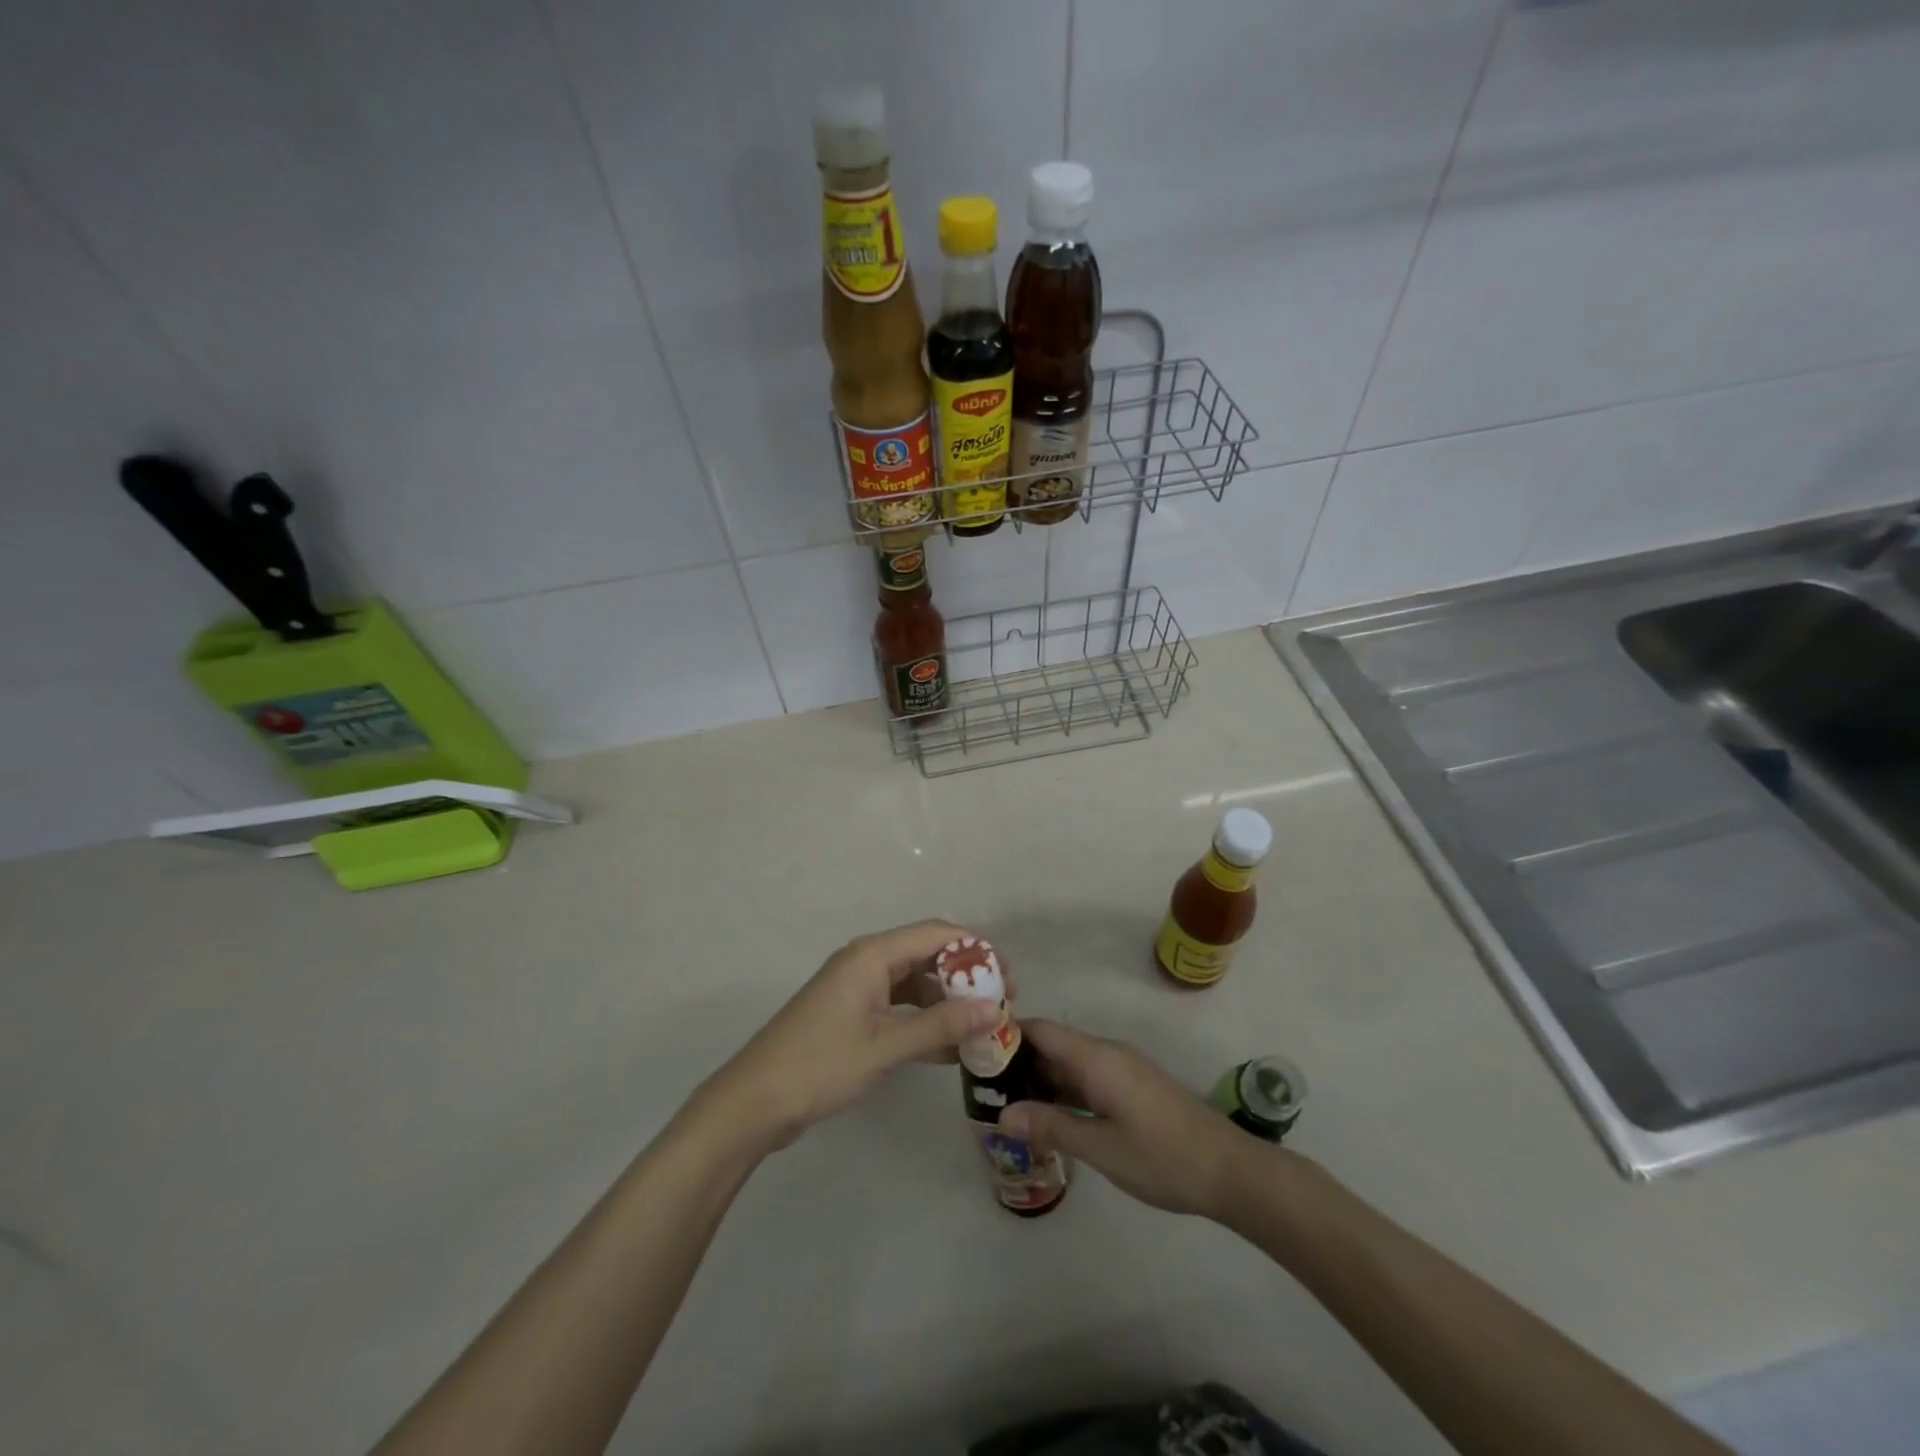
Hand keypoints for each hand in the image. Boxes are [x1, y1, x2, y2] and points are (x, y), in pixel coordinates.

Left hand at [703, 920, 1002, 1151]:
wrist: (754, 1102)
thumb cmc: (820, 1064)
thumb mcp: (886, 1046)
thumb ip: (941, 1025)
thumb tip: (994, 1009)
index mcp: (873, 954)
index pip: (937, 934)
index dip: (977, 950)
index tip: (1008, 979)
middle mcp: (867, 961)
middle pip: (927, 955)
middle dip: (966, 976)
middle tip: (1000, 1006)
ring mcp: (858, 988)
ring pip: (915, 983)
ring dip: (947, 1001)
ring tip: (981, 1029)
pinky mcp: (852, 1014)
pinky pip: (899, 1006)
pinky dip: (924, 1021)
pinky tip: (948, 1049)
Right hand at [1000, 1019, 1253, 1219]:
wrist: (1230, 1171)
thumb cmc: (1162, 1157)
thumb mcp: (1101, 1147)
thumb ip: (1051, 1126)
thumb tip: (1003, 1114)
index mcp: (1097, 1057)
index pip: (1041, 1029)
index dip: (1008, 1033)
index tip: (976, 1051)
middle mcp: (1107, 1053)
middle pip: (1054, 1044)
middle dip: (1019, 1061)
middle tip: (984, 1088)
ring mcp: (1123, 1069)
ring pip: (1070, 1063)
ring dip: (1041, 1079)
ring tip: (1008, 1104)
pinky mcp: (1134, 1087)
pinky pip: (1088, 1077)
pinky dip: (1064, 1090)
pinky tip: (1049, 1116)